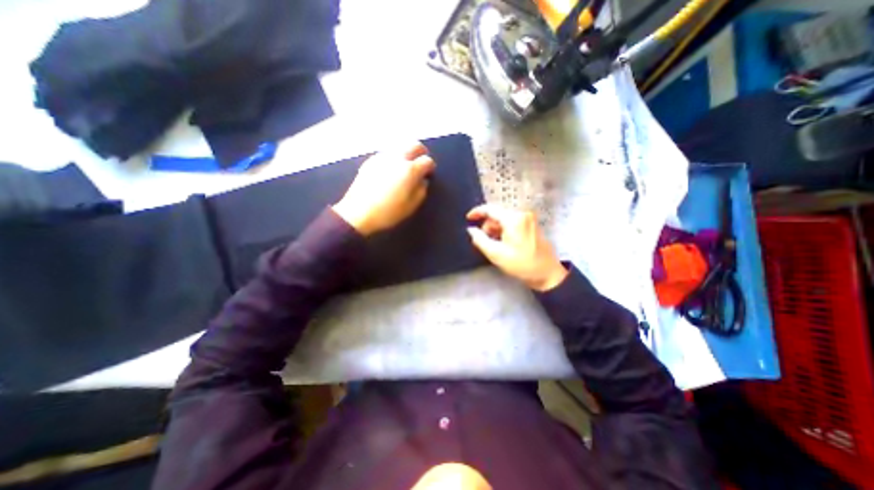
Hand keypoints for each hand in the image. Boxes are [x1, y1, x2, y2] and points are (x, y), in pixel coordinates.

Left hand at [331, 142, 432, 234]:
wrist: (358, 213)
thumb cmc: (388, 212)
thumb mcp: (411, 206)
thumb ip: (421, 191)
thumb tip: (422, 181)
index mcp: (409, 170)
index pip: (427, 161)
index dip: (431, 167)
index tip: (429, 174)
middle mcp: (397, 158)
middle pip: (414, 145)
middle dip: (421, 152)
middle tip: (421, 163)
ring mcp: (382, 157)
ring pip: (400, 146)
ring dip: (407, 153)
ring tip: (406, 166)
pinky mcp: (371, 160)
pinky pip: (387, 153)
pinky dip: (394, 157)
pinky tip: (391, 170)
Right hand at [463, 202, 566, 289]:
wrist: (547, 273)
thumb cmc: (521, 264)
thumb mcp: (496, 254)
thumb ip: (480, 239)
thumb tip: (471, 230)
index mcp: (513, 219)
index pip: (490, 209)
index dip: (477, 212)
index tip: (468, 219)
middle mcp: (522, 214)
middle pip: (497, 214)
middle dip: (488, 226)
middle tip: (485, 242)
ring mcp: (529, 219)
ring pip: (504, 219)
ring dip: (496, 230)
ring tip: (496, 246)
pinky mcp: (532, 224)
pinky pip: (513, 223)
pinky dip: (505, 231)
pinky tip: (504, 244)